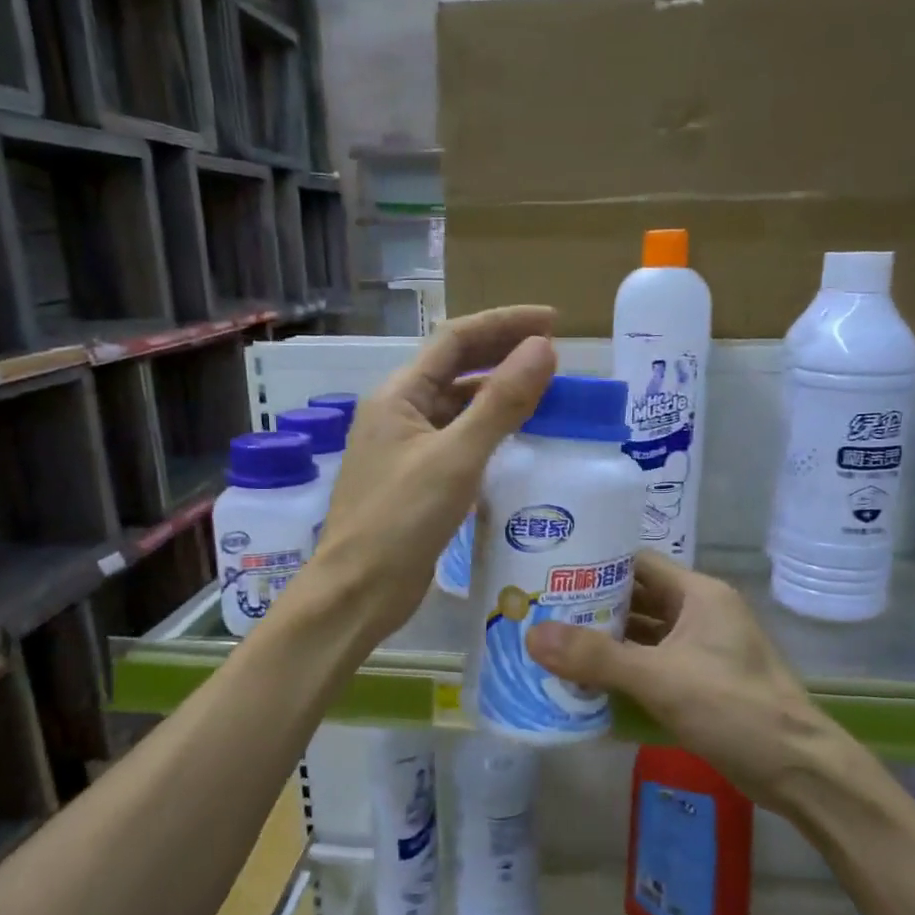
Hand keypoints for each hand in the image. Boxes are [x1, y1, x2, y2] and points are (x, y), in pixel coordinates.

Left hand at [309, 307, 556, 644]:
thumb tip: (543, 349)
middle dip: (503, 355)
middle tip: (556, 355)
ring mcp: (406, 449)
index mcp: (398, 395)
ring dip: (498, 396)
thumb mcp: (456, 458)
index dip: (504, 324)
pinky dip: (489, 434)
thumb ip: (500, 403)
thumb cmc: (400, 521)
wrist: (358, 591)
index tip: (553, 323)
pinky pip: (458, 443)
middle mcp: (399, 414)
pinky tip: (520, 443)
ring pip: (458, 408)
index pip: (455, 339)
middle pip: (456, 369)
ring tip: (547, 395)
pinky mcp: (417, 482)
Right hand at [525, 552, 861, 806]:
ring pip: (642, 634)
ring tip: (552, 642)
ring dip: (604, 640)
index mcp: (698, 594)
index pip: (637, 563)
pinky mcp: (699, 682)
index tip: (550, 573)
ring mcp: (701, 649)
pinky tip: (586, 680)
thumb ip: (597, 658)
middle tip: (540, 611)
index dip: (595, 564)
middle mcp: (699, 613)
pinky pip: (651, 664)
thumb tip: (532, 636)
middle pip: (636, 598)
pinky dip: (622, 669)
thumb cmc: (734, 709)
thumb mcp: (660, 679)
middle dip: (591, 606)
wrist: (797, 770)